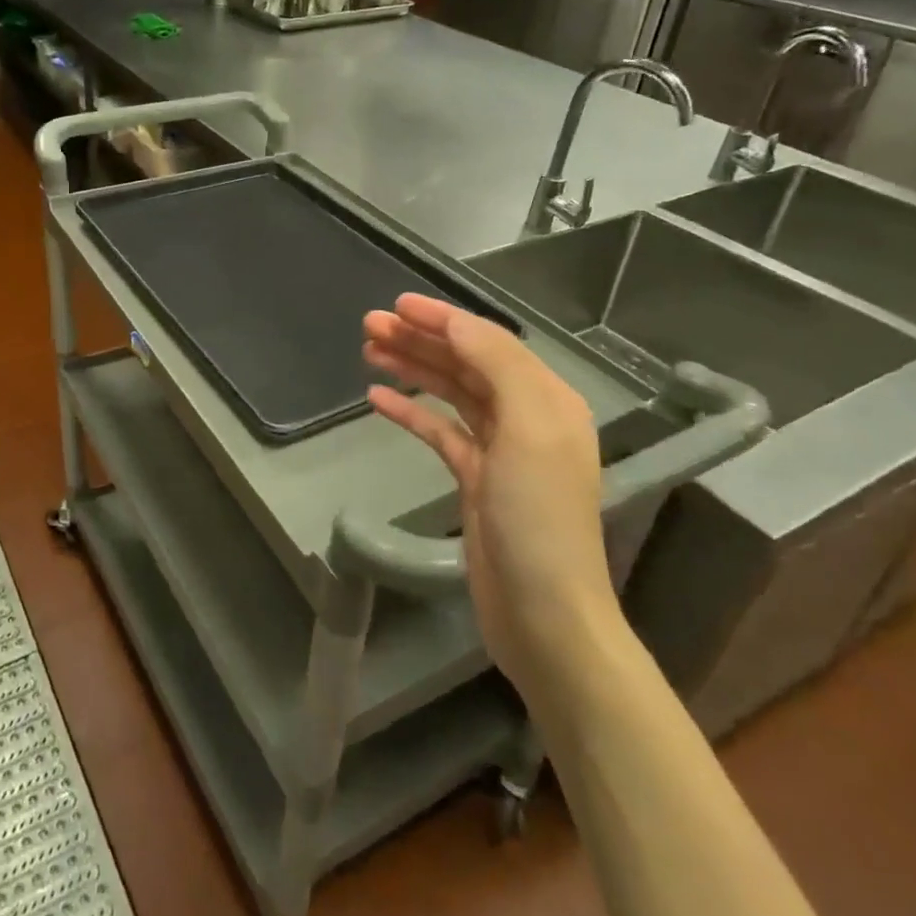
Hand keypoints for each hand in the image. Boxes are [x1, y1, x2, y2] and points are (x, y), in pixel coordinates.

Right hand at [364, 294, 615, 688]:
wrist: (543, 612)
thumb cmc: (538, 515)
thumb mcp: (530, 428)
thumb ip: (496, 365)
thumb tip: (456, 322)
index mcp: (546, 399)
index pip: (488, 342)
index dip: (442, 318)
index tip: (396, 304)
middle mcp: (526, 416)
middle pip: (465, 363)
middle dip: (420, 340)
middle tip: (369, 324)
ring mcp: (499, 449)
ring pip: (450, 393)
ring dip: (412, 368)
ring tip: (368, 349)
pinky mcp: (475, 479)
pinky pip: (439, 431)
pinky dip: (410, 411)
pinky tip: (377, 398)